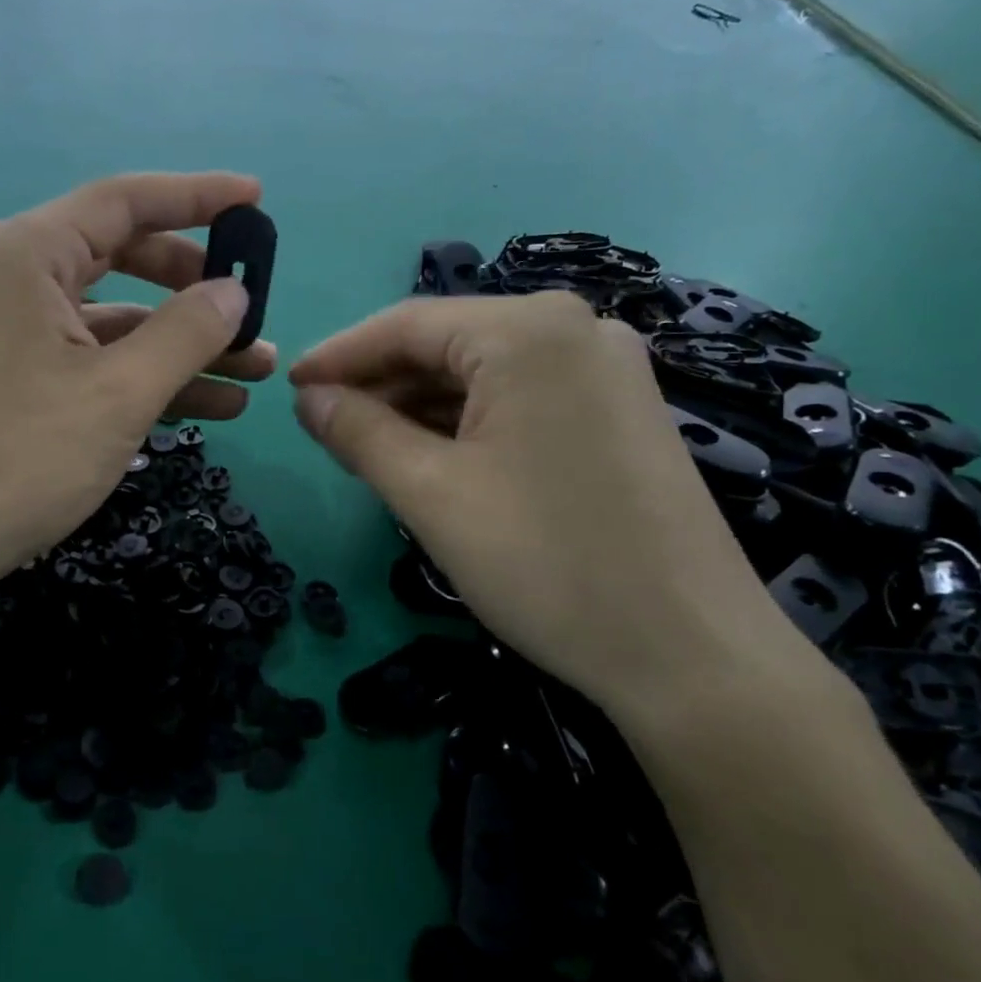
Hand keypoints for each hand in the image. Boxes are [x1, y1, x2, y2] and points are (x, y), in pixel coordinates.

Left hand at [0, 173, 275, 605]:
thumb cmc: (23, 456)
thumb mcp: (121, 392)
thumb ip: (187, 331)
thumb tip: (235, 292)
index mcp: (29, 254)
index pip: (125, 201)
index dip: (197, 196)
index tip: (256, 199)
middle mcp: (19, 275)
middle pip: (127, 255)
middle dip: (197, 284)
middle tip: (253, 304)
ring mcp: (21, 326)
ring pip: (121, 314)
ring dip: (186, 340)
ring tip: (257, 367)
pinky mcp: (25, 370)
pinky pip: (100, 355)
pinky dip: (152, 373)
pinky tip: (216, 403)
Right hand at [288, 292, 797, 716]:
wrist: (691, 656)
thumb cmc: (546, 563)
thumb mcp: (430, 493)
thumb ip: (358, 432)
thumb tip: (308, 399)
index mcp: (529, 331)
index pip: (406, 325)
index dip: (339, 356)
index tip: (288, 389)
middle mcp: (576, 329)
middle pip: (447, 345)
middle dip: (380, 385)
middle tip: (324, 428)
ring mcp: (607, 369)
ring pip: (483, 374)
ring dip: (419, 407)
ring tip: (367, 448)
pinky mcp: (621, 411)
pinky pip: (520, 398)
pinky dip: (467, 422)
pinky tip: (433, 456)